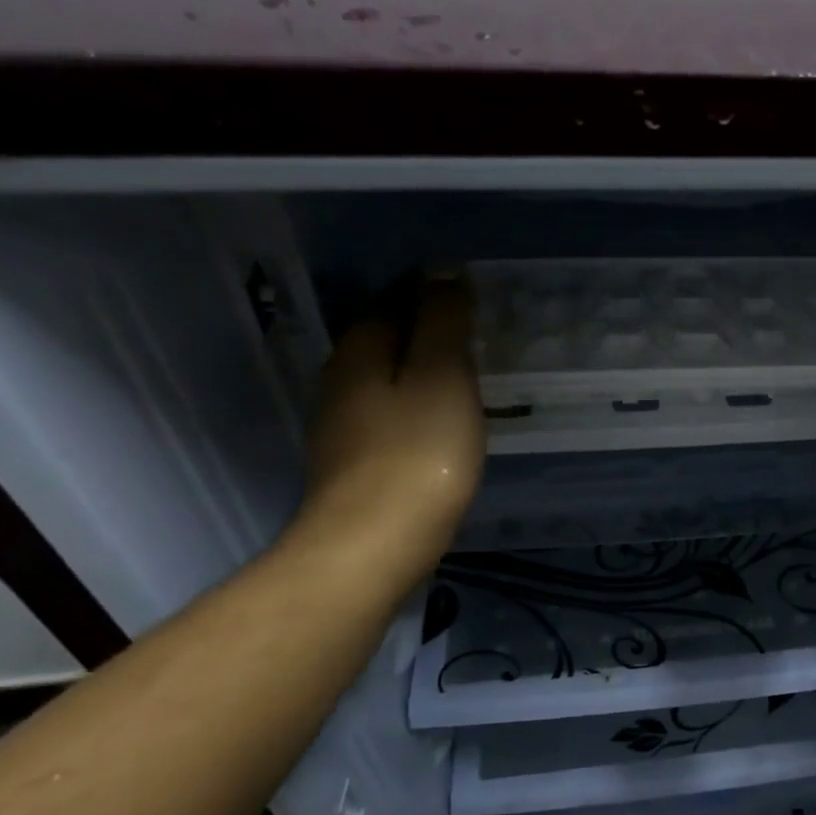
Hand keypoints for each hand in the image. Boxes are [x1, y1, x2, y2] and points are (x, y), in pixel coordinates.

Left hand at [288, 274, 485, 588]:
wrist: (373, 544)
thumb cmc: (418, 454)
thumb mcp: (442, 376)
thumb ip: (443, 321)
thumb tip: (443, 270)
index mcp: (360, 349)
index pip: (395, 300)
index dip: (432, 294)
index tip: (473, 302)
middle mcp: (339, 378)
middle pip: (384, 338)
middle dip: (424, 331)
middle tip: (476, 337)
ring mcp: (340, 424)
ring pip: (384, 378)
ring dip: (419, 371)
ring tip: (464, 377)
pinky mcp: (350, 461)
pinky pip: (386, 414)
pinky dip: (413, 406)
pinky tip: (438, 423)